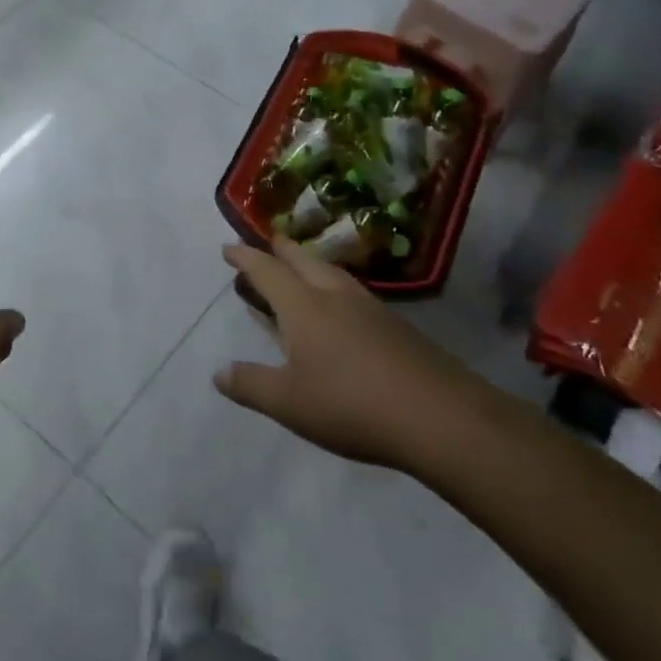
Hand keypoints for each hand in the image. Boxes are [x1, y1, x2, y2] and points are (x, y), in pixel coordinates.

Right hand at [214, 239, 484, 472]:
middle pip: (304, 261)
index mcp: (303, 307)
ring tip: (302, 268)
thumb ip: (251, 385)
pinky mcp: (397, 328)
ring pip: (333, 274)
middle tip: (268, 244)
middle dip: (281, 250)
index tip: (228, 248)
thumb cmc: (351, 405)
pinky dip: (334, 288)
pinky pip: (354, 294)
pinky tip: (341, 309)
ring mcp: (371, 309)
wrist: (440, 417)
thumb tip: (219, 373)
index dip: (245, 257)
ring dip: (311, 265)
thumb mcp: (288, 403)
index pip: (267, 271)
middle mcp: (335, 297)